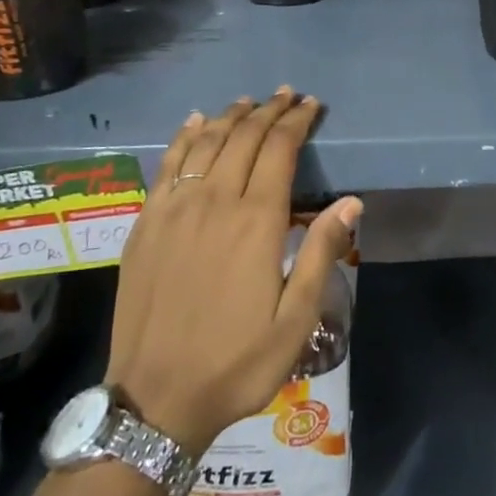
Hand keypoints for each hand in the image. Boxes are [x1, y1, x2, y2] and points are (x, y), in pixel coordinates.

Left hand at [105, 89, 362, 456]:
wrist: (154, 400)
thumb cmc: (236, 362)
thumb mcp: (295, 320)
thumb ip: (321, 253)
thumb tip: (350, 201)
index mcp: (255, 221)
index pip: (279, 149)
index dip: (297, 121)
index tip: (311, 105)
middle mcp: (214, 201)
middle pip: (243, 137)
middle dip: (268, 111)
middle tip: (287, 95)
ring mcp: (174, 209)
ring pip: (205, 143)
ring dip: (229, 116)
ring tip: (248, 102)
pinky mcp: (146, 223)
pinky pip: (167, 165)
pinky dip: (184, 137)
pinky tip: (194, 123)